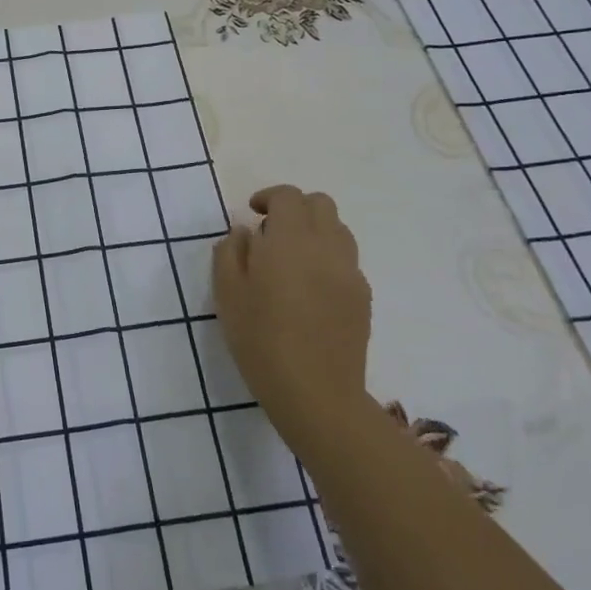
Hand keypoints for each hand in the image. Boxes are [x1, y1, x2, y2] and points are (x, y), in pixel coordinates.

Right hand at [212, 185, 372, 456]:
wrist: (316, 393)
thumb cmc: (261, 340)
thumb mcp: (227, 294)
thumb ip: (230, 252)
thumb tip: (243, 232)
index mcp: (290, 240)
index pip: (289, 196)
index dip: (269, 197)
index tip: (252, 213)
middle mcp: (326, 247)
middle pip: (320, 204)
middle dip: (295, 208)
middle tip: (271, 232)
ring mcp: (350, 272)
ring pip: (338, 230)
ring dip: (315, 231)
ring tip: (292, 259)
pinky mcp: (363, 297)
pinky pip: (347, 261)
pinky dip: (328, 259)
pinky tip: (310, 289)